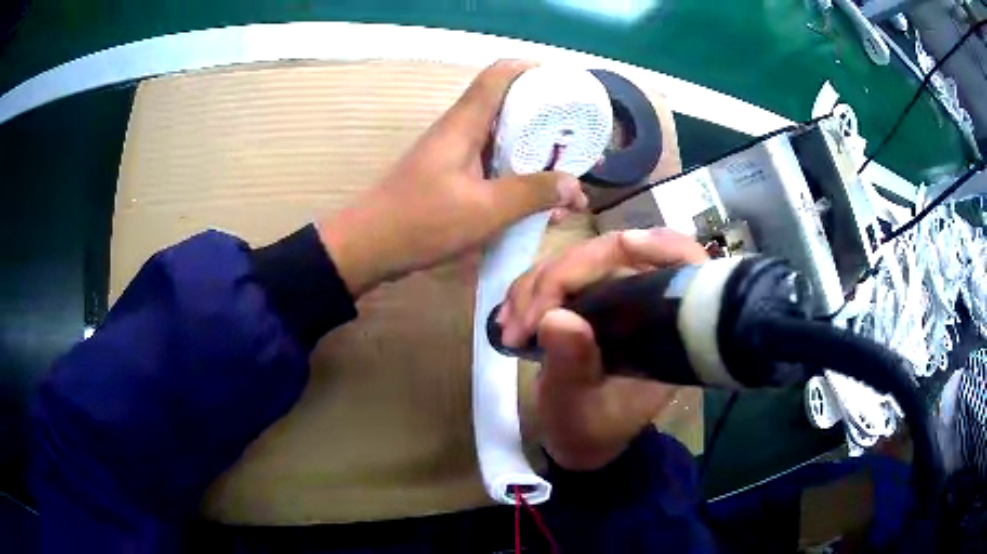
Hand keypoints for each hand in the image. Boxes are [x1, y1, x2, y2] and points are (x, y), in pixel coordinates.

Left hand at [318, 60, 586, 296]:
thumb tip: (575, 186)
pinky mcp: (451, 179)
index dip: (533, 72)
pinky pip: (492, 170)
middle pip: (509, 109)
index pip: (500, 75)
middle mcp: (460, 132)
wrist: (367, 247)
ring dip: (535, 159)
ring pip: (503, 143)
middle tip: (579, 146)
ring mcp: (454, 156)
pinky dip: (517, 181)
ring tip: (568, 182)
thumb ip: (531, 194)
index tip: (565, 89)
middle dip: (547, 125)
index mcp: (465, 124)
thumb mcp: (484, 210)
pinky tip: (538, 207)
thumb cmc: (421, 221)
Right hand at [500, 229, 707, 469]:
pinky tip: (509, 317)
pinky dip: (529, 290)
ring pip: (579, 259)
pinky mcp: (587, 297)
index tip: (621, 246)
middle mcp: (647, 302)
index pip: (683, 262)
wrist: (578, 438)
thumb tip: (555, 317)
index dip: (659, 244)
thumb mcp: (578, 406)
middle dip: (561, 277)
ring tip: (510, 328)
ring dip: (536, 285)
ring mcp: (615, 295)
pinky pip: (558, 274)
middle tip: (523, 321)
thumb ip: (572, 366)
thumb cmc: (590, 429)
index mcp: (668, 329)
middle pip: (615, 253)